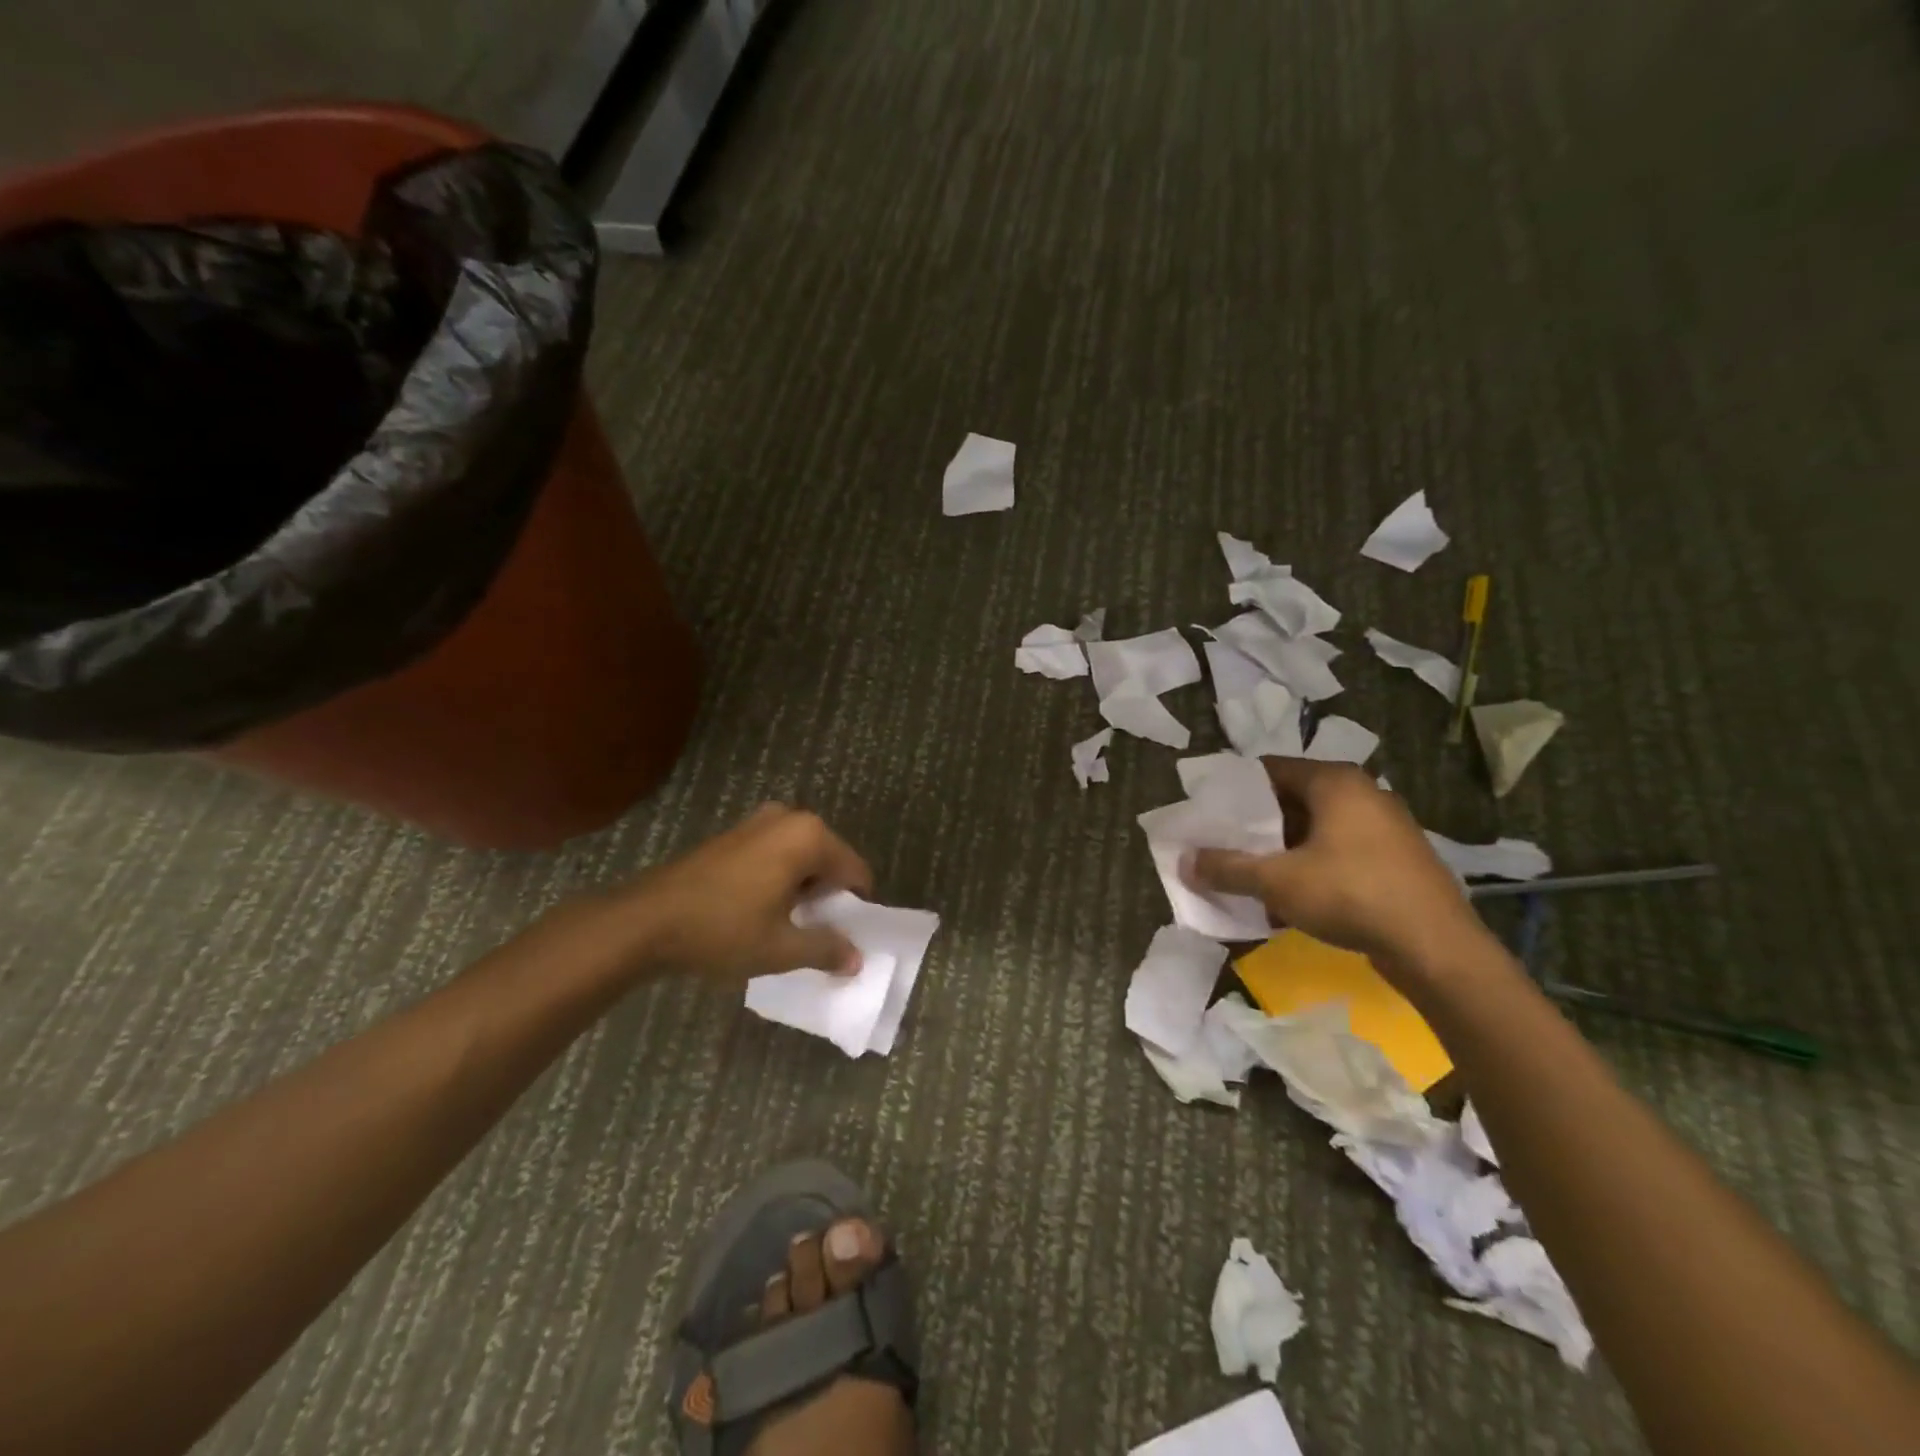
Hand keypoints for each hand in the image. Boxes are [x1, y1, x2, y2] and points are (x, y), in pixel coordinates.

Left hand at [608, 804, 874, 988]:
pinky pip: (776, 853)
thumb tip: (857, 959)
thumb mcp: (780, 948)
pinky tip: (760, 909)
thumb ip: (826, 949)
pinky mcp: (734, 833)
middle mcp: (789, 818)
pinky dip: (780, 878)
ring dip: (803, 888)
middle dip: (828, 896)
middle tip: (812, 933)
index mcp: (809, 837)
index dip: (855, 907)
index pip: (855, 871)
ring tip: (786, 925)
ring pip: (801, 857)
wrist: (644, 920)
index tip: (842, 937)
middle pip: (829, 860)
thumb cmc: (722, 930)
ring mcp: (758, 821)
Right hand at [1184, 758, 1495, 981]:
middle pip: (1290, 799)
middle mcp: (1362, 793)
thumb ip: (1226, 868)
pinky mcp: (1395, 859)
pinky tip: (1289, 897)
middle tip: (1221, 844)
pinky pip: (1338, 852)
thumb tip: (1184, 862)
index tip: (1206, 812)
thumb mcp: (1276, 881)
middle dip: (1254, 824)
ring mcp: (1384, 827)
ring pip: (1314, 829)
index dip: (1232, 790)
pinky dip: (1309, 866)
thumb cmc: (1351, 895)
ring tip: (1248, 873)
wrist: (1438, 949)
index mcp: (1335, 781)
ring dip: (1280, 850)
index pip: (1268, 769)